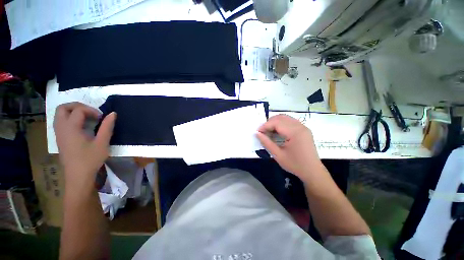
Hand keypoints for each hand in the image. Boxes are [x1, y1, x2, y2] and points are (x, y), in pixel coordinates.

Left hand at [54, 102, 115, 188]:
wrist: (78, 175)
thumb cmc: (90, 159)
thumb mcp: (102, 143)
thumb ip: (107, 127)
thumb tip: (113, 114)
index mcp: (71, 128)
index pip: (78, 110)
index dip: (92, 110)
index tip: (102, 118)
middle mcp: (61, 128)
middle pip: (63, 108)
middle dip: (77, 106)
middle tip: (91, 112)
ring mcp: (58, 133)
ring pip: (59, 114)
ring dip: (72, 112)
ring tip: (86, 118)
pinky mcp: (59, 138)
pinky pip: (60, 121)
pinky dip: (70, 118)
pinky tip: (81, 126)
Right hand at [256, 114, 321, 180]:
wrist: (313, 171)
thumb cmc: (295, 165)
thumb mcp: (278, 155)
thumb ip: (266, 143)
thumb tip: (257, 133)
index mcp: (295, 132)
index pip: (276, 123)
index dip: (265, 126)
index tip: (257, 132)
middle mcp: (300, 126)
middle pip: (281, 118)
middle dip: (269, 123)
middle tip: (262, 132)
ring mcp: (303, 127)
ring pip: (285, 118)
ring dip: (275, 122)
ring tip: (268, 131)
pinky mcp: (304, 129)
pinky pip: (290, 122)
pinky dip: (281, 124)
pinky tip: (277, 132)